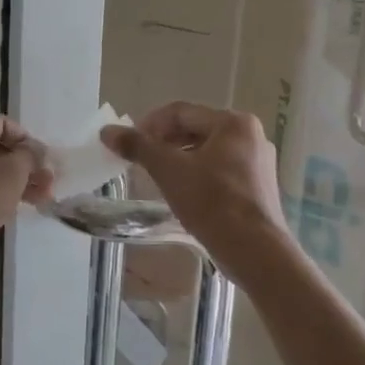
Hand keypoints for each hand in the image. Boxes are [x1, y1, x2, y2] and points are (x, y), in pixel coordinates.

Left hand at [0, 115, 49, 269]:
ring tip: (38, 201)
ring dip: (12, 181)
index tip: (45, 164)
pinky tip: (10, 207)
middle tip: (46, 185)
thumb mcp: (11, 174)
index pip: (3, 124)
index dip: (29, 142)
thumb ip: (30, 156)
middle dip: (24, 166)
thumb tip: (35, 150)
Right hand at [101, 104, 291, 281]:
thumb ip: (138, 147)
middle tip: (140, 161)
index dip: (149, 125)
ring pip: (207, 151)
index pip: (181, 112)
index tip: (128, 144)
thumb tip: (107, 131)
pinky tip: (183, 193)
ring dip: (178, 159)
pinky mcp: (257, 186)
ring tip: (157, 178)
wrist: (255, 252)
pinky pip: (220, 169)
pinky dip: (197, 174)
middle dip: (164, 143)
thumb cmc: (212, 203)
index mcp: (233, 123)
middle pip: (195, 129)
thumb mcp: (169, 171)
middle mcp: (250, 136)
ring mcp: (257, 162)